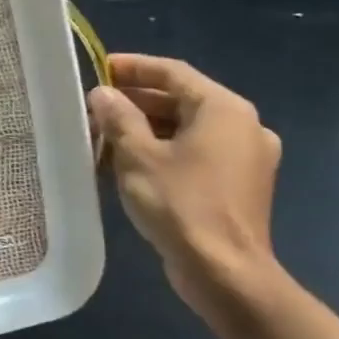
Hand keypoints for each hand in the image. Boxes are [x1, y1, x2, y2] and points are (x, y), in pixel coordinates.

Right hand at [87, 54, 282, 309]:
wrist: (224, 271)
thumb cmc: (180, 204)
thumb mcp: (137, 156)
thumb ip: (119, 118)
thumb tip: (103, 93)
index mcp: (224, 110)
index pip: (173, 73)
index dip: (132, 67)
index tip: (97, 69)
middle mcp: (243, 126)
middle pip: (181, 100)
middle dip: (134, 102)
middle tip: (93, 107)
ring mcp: (245, 157)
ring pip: (186, 128)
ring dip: (145, 128)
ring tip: (102, 136)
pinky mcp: (238, 184)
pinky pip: (195, 153)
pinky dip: (163, 150)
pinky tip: (129, 163)